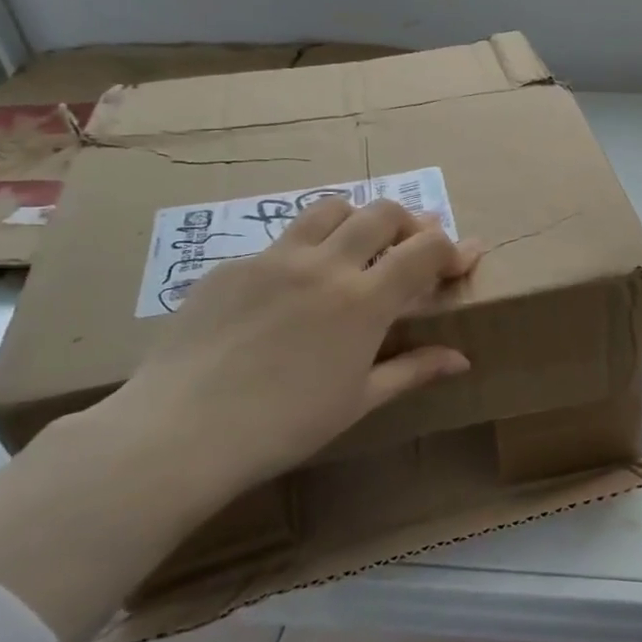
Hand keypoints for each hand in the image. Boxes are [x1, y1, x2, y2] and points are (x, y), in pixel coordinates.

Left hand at [96, 196, 481, 501]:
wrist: (179, 432)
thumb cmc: (284, 425)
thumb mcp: (359, 400)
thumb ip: (413, 369)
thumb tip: (460, 359)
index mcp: (364, 300)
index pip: (426, 249)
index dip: (452, 248)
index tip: (462, 258)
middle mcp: (324, 264)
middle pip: (382, 212)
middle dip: (410, 224)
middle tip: (412, 250)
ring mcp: (273, 259)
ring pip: (329, 209)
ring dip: (356, 220)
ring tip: (356, 250)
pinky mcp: (230, 266)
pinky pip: (280, 242)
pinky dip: (303, 252)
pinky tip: (289, 292)